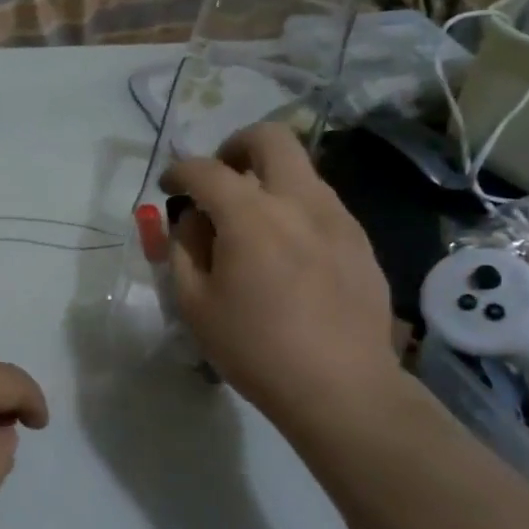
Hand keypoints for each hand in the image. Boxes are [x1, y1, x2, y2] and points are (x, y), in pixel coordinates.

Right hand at [161, 123, 401, 439]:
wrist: (343, 389)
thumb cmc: (256, 349)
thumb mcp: (195, 304)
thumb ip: (184, 249)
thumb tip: (193, 219)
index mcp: (251, 216)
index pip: (205, 170)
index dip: (179, 172)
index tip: (169, 188)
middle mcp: (298, 201)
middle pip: (269, 138)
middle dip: (235, 146)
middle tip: (221, 178)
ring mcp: (337, 218)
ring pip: (299, 169)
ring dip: (268, 179)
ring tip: (252, 223)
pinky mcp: (360, 241)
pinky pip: (320, 203)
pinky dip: (294, 208)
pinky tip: (287, 252)